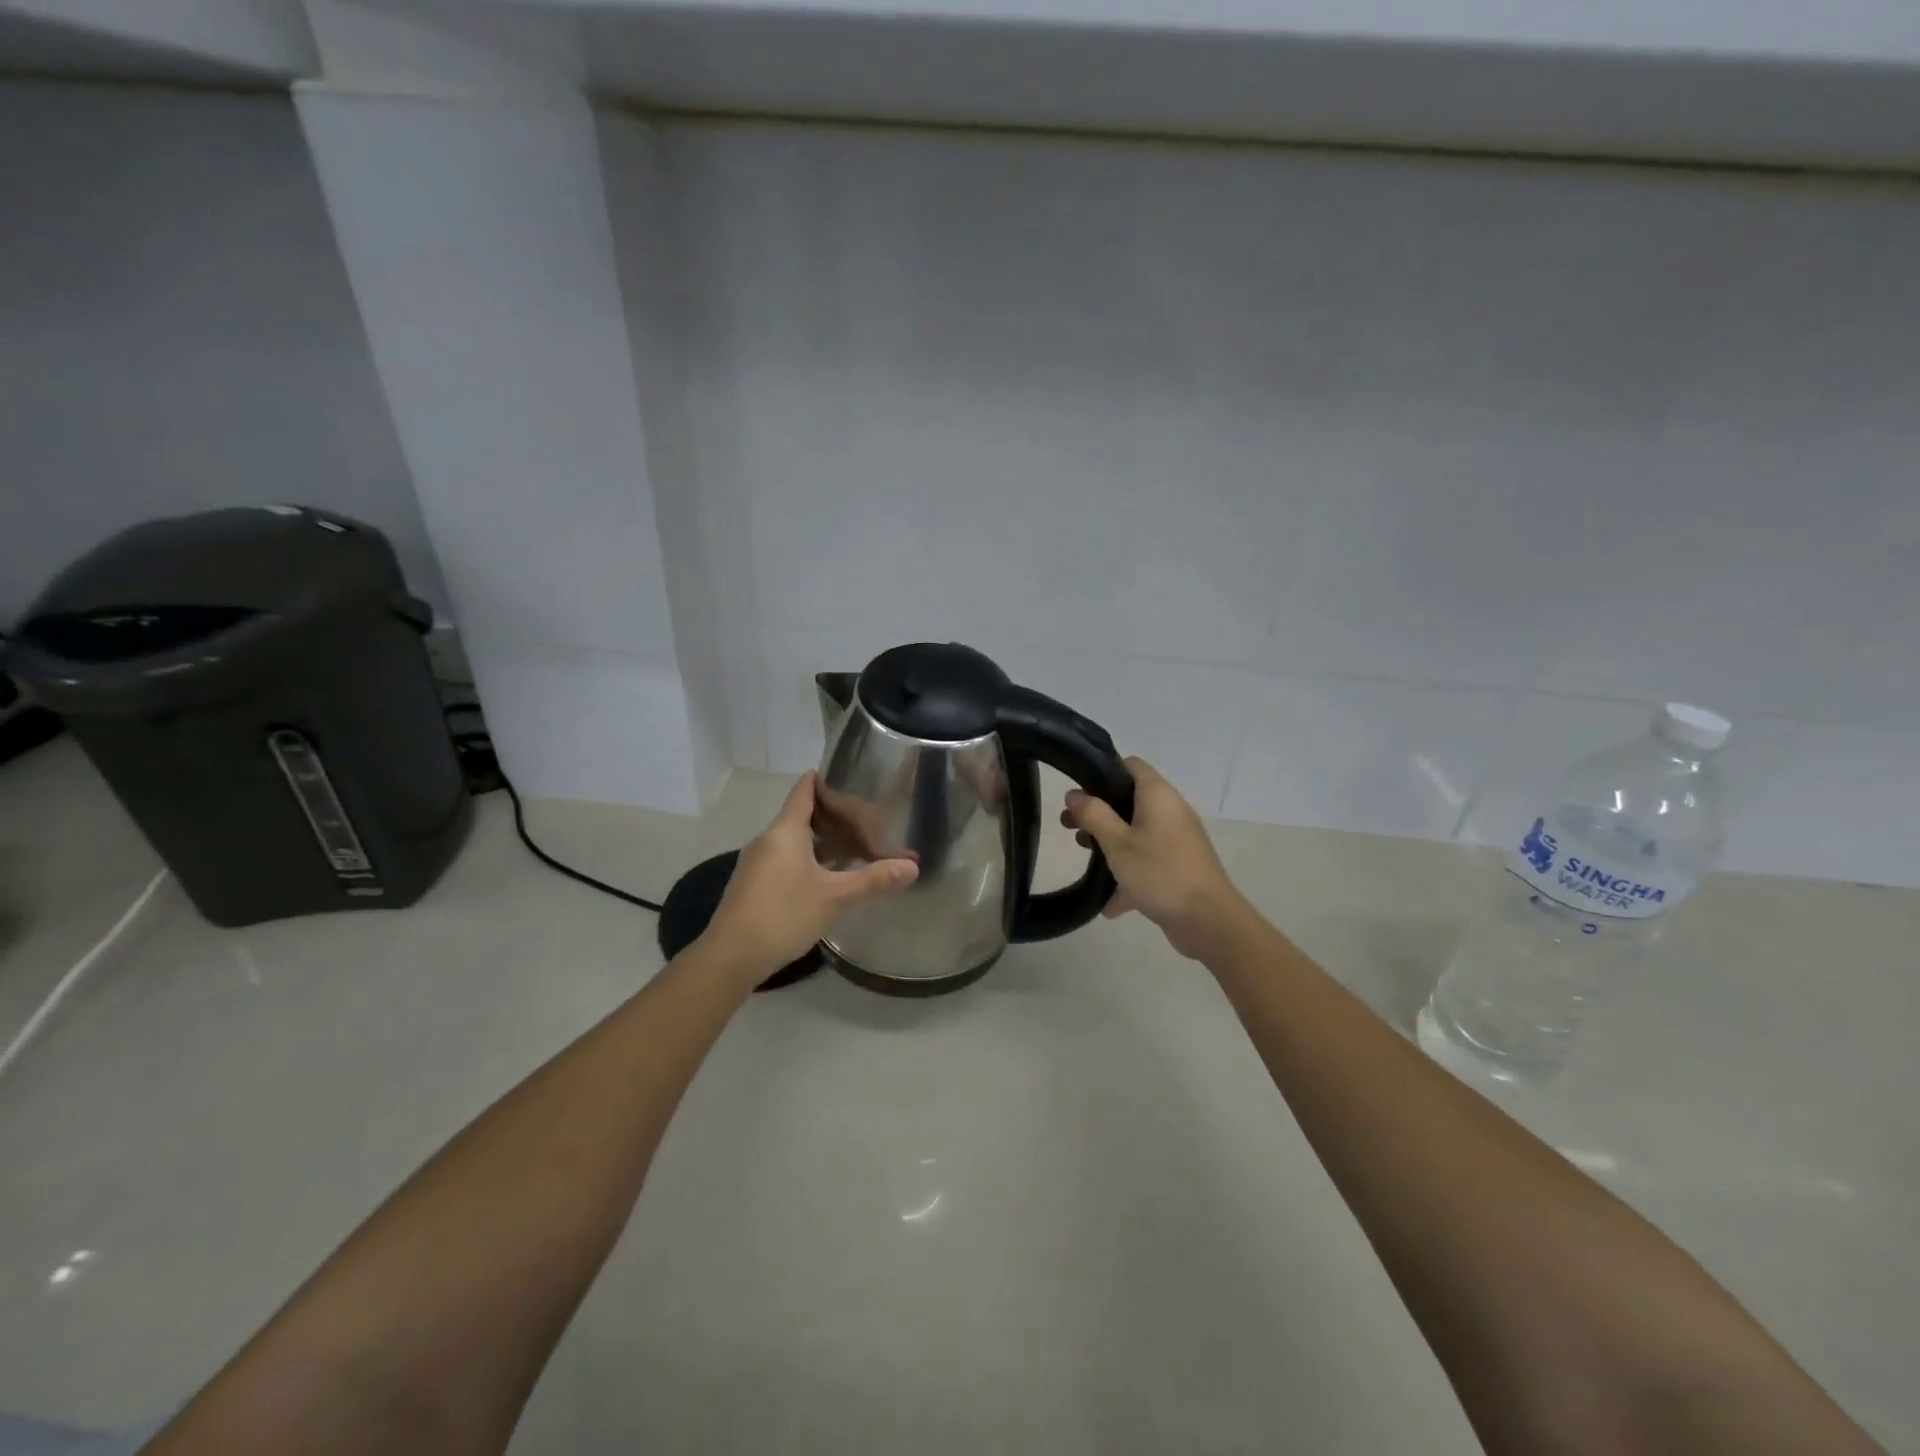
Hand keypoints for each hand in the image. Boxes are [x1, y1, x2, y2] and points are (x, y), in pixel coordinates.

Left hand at [704, 772, 918, 982]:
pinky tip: (827, 876)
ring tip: (853, 847)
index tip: (852, 777)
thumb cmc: (784, 915)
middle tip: (867, 818)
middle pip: (801, 815)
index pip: (805, 789)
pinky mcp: (753, 884)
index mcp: (785, 830)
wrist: (731, 956)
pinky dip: (807, 859)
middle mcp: (767, 839)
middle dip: (832, 816)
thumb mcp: (835, 897)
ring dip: (821, 841)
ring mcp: (756, 862)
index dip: (826, 779)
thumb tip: (913, 866)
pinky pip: (784, 859)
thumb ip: (874, 879)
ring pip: (793, 840)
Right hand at [1062, 757, 1249, 960]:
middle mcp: (1170, 810)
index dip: (1102, 771)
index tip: (1078, 791)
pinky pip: (1147, 859)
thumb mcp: (1117, 843)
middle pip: (1129, 799)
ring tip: (1084, 856)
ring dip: (1110, 841)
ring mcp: (1177, 839)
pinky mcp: (1179, 865)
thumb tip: (1074, 794)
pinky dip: (1129, 871)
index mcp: (1158, 795)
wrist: (1209, 921)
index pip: (1130, 765)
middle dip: (1099, 812)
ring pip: (1137, 830)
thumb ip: (1093, 815)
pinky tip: (1108, 901)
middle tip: (1070, 827)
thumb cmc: (1160, 873)